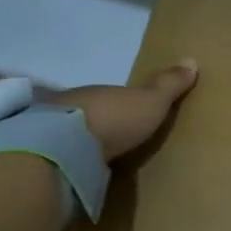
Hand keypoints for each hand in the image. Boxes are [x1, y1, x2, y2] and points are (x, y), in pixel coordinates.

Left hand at [56, 60, 198, 159]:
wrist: (67, 148)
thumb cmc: (114, 119)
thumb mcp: (151, 101)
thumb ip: (168, 85)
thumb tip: (191, 60)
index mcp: (96, 91)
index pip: (106, 94)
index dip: (114, 103)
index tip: (122, 112)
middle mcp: (68, 104)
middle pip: (83, 112)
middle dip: (93, 121)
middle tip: (107, 137)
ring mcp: (48, 131)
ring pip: (64, 132)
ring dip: (75, 141)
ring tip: (89, 158)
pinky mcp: (39, 157)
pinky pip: (54, 154)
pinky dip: (63, 159)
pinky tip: (71, 169)